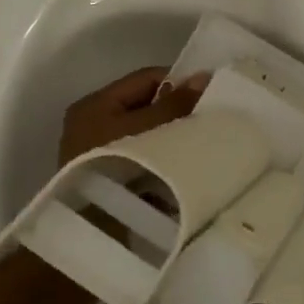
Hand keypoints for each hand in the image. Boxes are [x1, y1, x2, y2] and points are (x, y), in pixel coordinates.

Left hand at [60, 66, 209, 164]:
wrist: (93, 227)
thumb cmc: (117, 165)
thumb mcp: (148, 128)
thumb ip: (174, 103)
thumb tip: (201, 77)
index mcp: (96, 104)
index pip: (145, 79)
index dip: (179, 82)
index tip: (210, 94)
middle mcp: (93, 124)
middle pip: (145, 106)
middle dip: (176, 111)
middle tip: (209, 118)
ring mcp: (99, 154)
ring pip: (146, 133)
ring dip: (170, 136)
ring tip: (202, 141)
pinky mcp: (110, 179)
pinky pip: (143, 157)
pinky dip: (162, 157)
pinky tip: (185, 164)